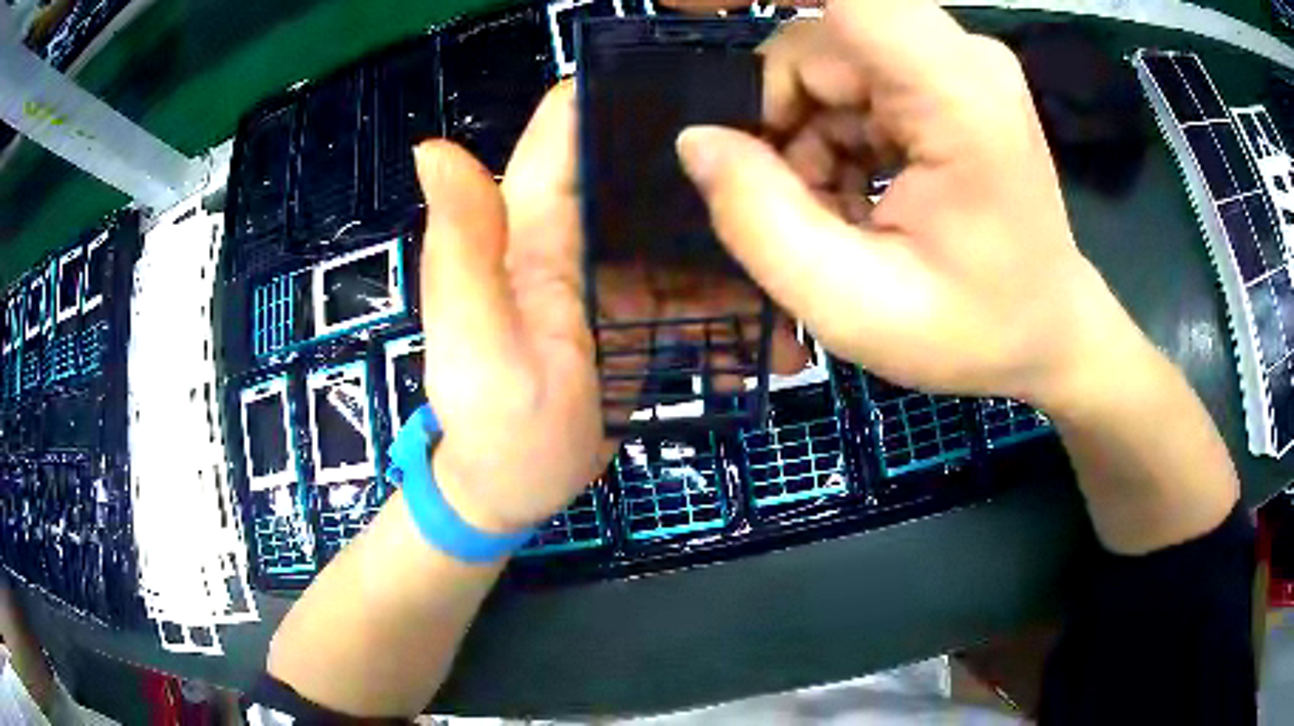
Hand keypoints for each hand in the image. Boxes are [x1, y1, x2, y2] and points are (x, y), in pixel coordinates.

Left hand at [415, 83, 812, 534]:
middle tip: (790, 189)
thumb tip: (430, 147)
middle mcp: (570, 232)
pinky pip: (693, 287)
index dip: (627, 95)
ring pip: (682, 230)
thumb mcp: (474, 344)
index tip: (712, 93)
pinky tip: (770, 344)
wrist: (513, 492)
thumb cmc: (494, 427)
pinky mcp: (636, 309)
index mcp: (527, 224)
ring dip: (737, 252)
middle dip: (711, 170)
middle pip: (644, 170)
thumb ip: (461, 246)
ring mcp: (610, 271)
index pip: (569, 128)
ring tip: (793, 292)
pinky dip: (731, 307)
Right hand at [674, 0, 1145, 407]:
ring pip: (824, 62)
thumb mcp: (855, 307)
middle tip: (785, 202)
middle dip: (775, 117)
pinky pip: (850, 80)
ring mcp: (952, 62)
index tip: (685, 12)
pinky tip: (852, 195)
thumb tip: (697, 140)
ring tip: (832, 213)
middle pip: (815, 43)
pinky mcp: (943, 76)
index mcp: (955, 94)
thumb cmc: (975, 332)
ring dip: (802, 133)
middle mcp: (957, 55)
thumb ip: (760, 221)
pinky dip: (829, 133)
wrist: (1049, 330)